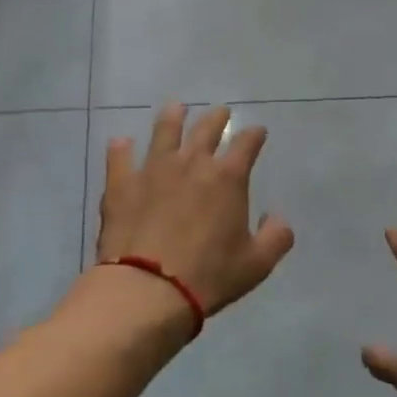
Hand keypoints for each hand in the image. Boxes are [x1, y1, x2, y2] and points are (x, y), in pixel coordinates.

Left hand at [96, 104, 294, 318]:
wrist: (148, 289)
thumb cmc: (209, 275)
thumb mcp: (257, 264)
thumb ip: (276, 237)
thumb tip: (277, 218)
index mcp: (227, 178)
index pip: (246, 144)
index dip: (254, 135)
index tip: (257, 132)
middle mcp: (191, 163)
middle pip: (206, 129)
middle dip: (217, 118)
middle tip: (221, 112)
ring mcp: (153, 169)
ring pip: (164, 131)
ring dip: (172, 117)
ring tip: (175, 108)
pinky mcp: (121, 183)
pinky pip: (119, 157)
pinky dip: (121, 148)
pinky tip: (121, 142)